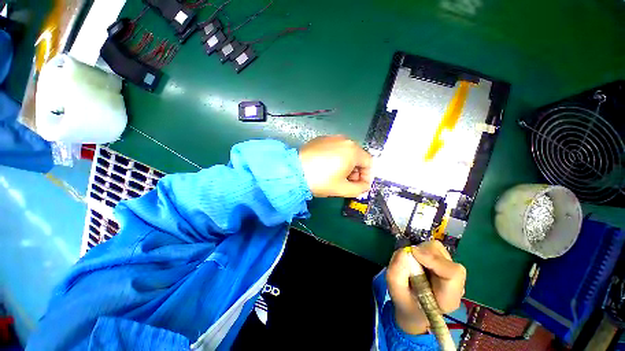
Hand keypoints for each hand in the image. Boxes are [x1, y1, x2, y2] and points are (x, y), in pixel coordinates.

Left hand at [299, 135, 371, 196]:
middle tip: (348, 182)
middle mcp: (344, 140)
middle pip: (357, 156)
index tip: (361, 185)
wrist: (294, 172)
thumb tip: (364, 186)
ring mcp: (331, 138)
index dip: (367, 175)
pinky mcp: (321, 139)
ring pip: (346, 152)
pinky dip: (336, 158)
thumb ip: (359, 189)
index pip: (368, 162)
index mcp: (353, 150)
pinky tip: (327, 167)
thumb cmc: (321, 180)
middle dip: (356, 171)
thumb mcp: (342, 189)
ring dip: (346, 164)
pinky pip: (334, 148)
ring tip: (337, 176)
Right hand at [386, 240, 465, 334]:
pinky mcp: (442, 261)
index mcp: (448, 298)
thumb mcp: (396, 292)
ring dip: (420, 252)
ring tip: (411, 265)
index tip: (412, 253)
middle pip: (442, 256)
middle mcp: (455, 282)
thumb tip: (403, 251)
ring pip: (437, 249)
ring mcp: (450, 270)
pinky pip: (431, 248)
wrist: (414, 309)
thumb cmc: (406, 304)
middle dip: (421, 254)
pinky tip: (415, 263)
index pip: (453, 273)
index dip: (433, 259)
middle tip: (407, 262)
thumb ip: (396, 273)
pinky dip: (419, 251)